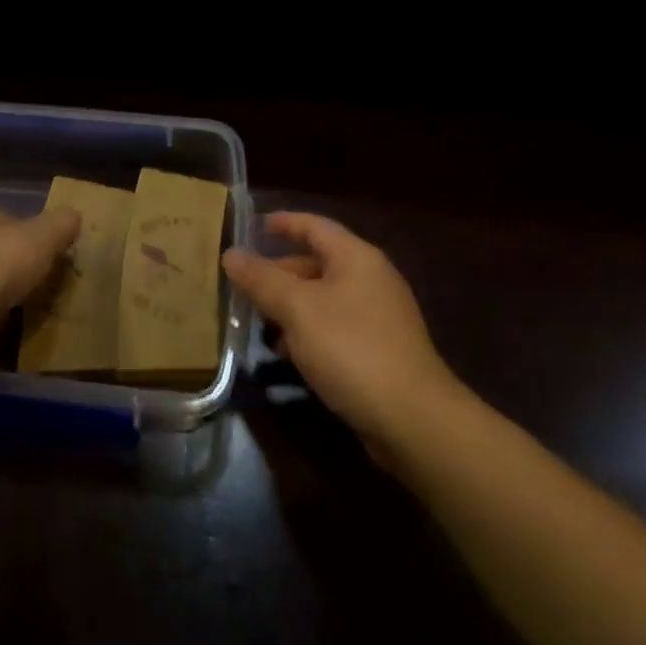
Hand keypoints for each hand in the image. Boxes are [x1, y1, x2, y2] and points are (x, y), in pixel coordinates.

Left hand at [0, 199, 81, 330]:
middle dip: (13, 261)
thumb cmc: (2, 259)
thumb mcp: (46, 234)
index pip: (4, 213)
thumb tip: (73, 216)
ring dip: (1, 290)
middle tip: (40, 278)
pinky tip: (7, 326)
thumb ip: (62, 223)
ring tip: (28, 305)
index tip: (45, 248)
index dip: (27, 229)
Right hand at [223, 212, 461, 458]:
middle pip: (317, 262)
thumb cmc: (352, 350)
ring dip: (291, 306)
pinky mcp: (381, 350)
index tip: (252, 226)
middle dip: (279, 272)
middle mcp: (371, 278)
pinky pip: (336, 327)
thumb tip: (231, 253)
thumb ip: (262, 279)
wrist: (414, 421)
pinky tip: (289, 353)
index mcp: (356, 257)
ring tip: (259, 321)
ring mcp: (379, 316)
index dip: (282, 223)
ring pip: (324, 298)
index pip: (313, 225)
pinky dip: (309, 331)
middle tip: (244, 285)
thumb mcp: (298, 309)